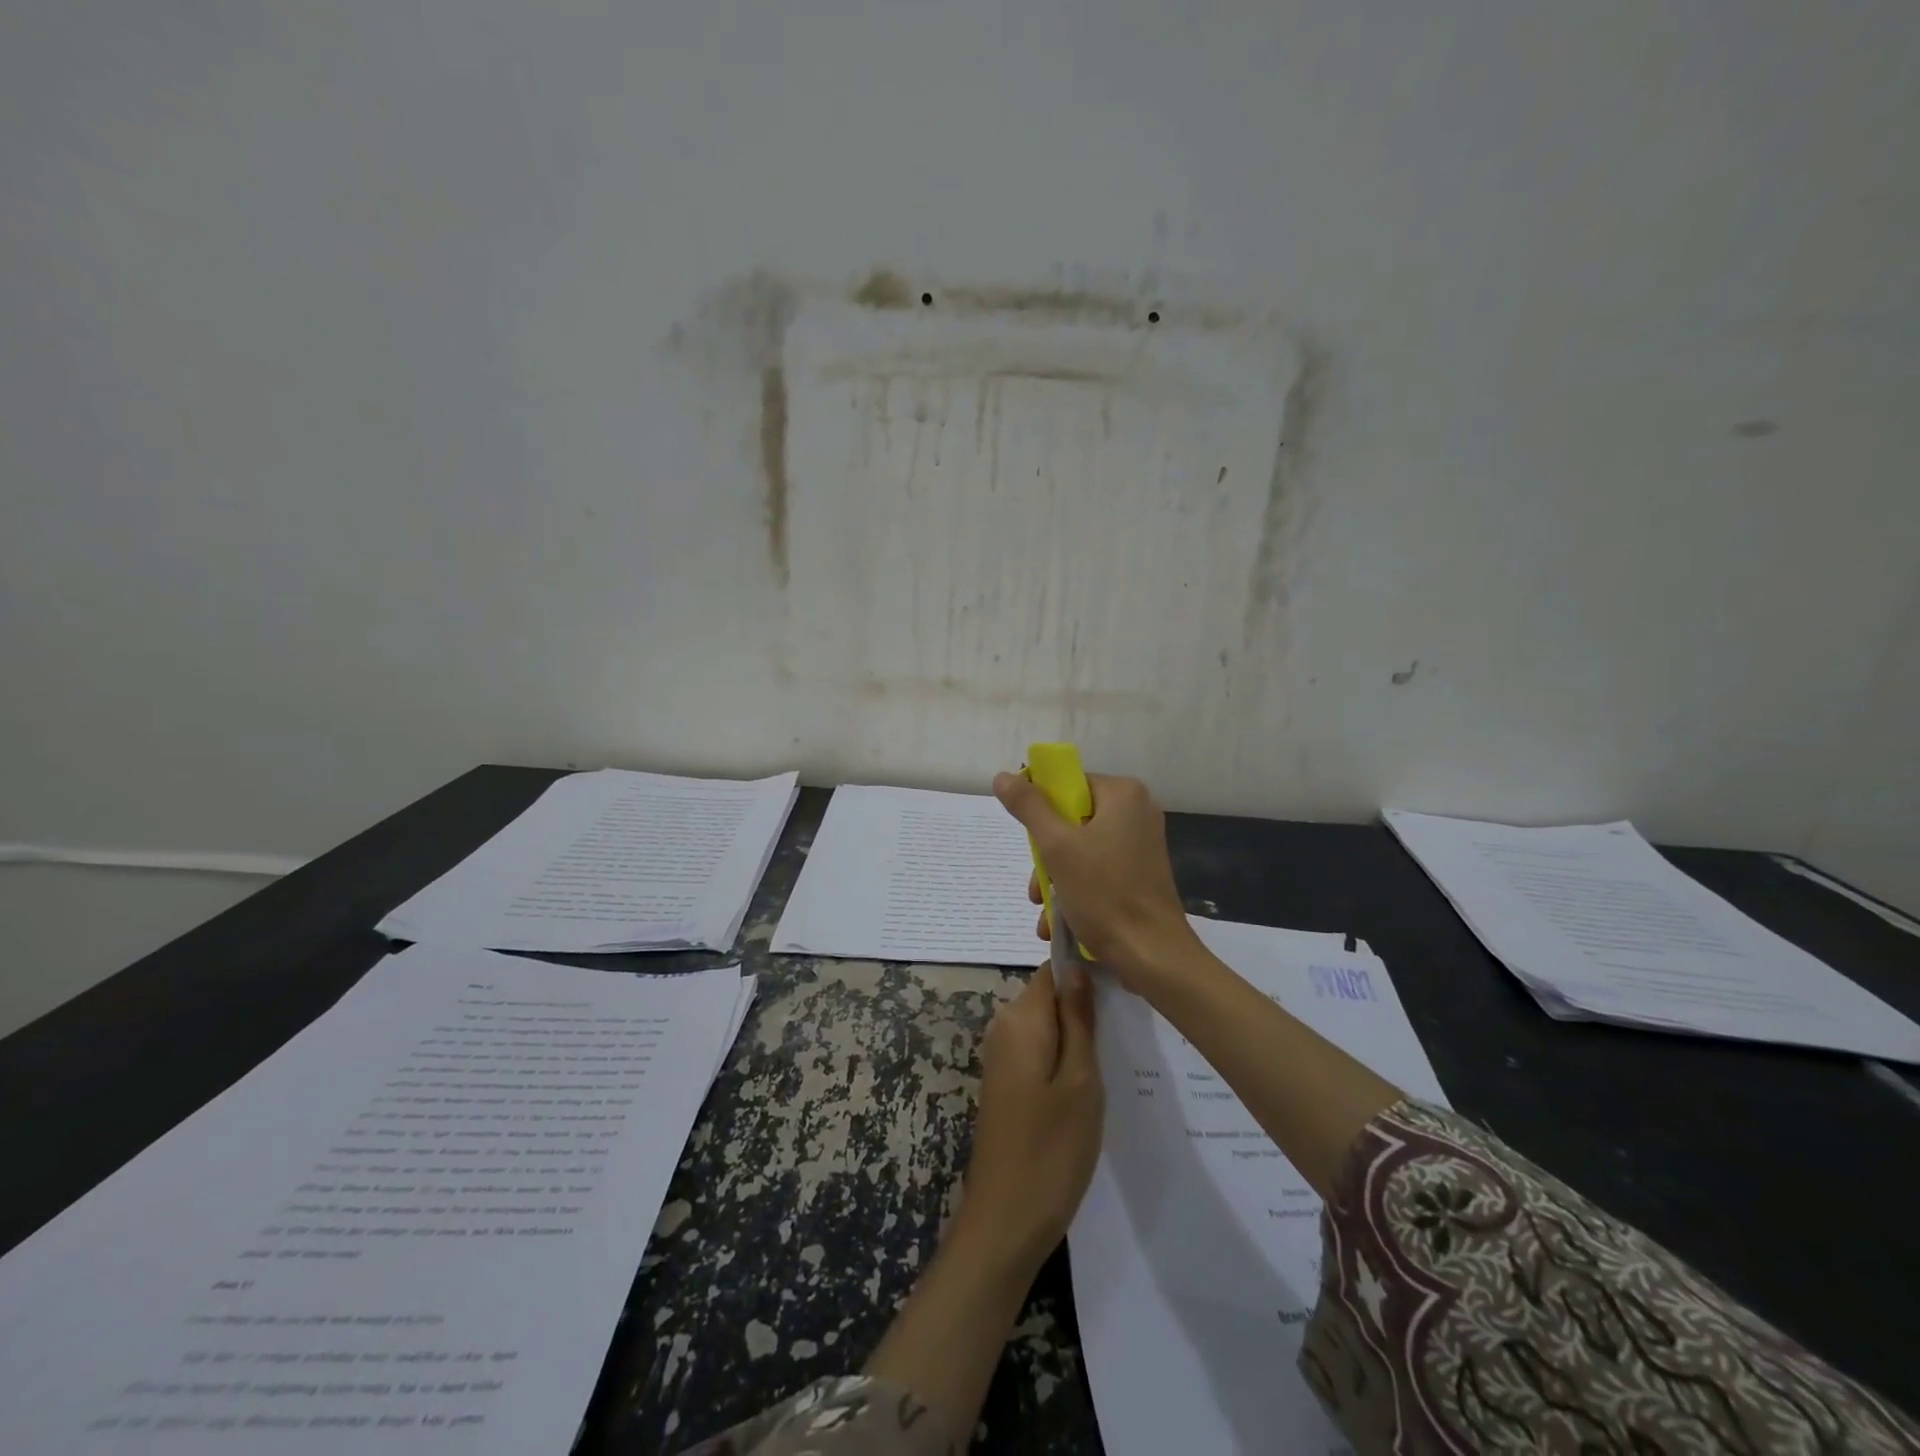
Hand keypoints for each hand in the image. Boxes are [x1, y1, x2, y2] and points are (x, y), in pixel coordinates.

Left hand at [952, 963, 1103, 1274]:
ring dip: (1077, 1039)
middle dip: (1084, 1010)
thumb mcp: (1081, 1080)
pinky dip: (1062, 1060)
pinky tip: (1087, 1089)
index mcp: (1021, 1017)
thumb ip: (1079, 1018)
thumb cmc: (1052, 1149)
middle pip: (1050, 997)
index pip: (1054, 970)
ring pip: (1047, 1026)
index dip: (1087, 976)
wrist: (1006, 1220)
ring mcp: (1000, 1055)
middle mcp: (1003, 1026)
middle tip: (1124, 1038)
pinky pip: (1038, 1050)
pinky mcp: (1004, 1081)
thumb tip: (1078, 965)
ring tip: (1114, 1065)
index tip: (1122, 997)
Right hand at [992, 770, 1201, 990]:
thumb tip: (1003, 776)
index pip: (1068, 784)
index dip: (1040, 808)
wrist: (1152, 956)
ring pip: (1081, 848)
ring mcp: (1141, 844)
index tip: (1028, 840)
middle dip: (1046, 855)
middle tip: (1035, 885)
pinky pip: (1098, 869)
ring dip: (1055, 878)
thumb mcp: (1057, 847)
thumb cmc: (1104, 894)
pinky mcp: (1140, 873)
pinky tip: (1058, 921)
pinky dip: (1076, 889)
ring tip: (1043, 910)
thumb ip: (1029, 807)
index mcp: (1123, 794)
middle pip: (1072, 818)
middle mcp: (1137, 812)